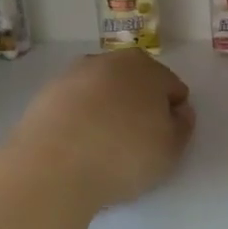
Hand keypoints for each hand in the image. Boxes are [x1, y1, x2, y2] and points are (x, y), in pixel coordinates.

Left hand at [10, 51, 195, 208]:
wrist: (53, 168)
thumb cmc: (124, 155)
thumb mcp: (171, 150)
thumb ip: (183, 126)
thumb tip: (178, 112)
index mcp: (147, 67)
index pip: (173, 89)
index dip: (173, 116)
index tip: (163, 141)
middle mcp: (109, 61)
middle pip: (136, 85)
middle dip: (140, 108)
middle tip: (135, 144)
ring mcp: (72, 75)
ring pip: (102, 93)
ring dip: (108, 112)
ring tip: (104, 149)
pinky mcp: (45, 95)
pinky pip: (75, 107)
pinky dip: (81, 121)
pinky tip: (79, 148)